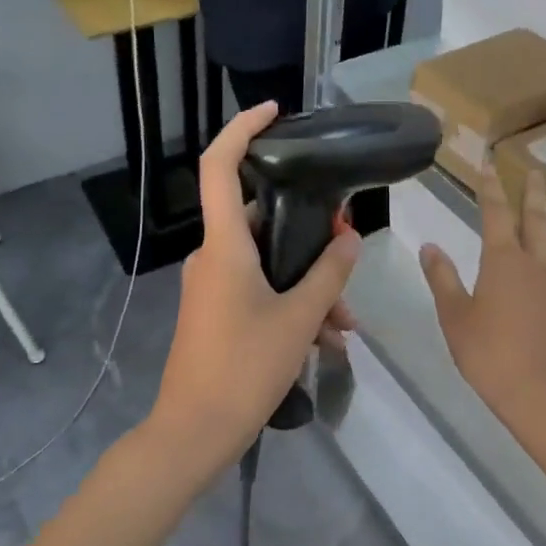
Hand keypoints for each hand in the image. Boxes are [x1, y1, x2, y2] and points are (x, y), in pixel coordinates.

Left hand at [145, 102, 362, 480]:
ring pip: (267, 262)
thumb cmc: (244, 368)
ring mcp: (212, 285)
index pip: (220, 165)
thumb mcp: (299, 320)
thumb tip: (351, 239)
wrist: (194, 433)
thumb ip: (328, 275)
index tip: (275, 112)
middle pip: (261, 218)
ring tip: (345, 324)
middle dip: (309, 233)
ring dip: (308, 283)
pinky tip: (326, 340)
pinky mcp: (216, 312)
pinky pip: (259, 290)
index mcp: (225, 245)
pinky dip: (291, 304)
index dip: (243, 128)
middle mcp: (213, 256)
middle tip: (347, 250)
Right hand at [420, 168, 545, 442]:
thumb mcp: (454, 317)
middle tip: (536, 172)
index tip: (490, 165)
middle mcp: (538, 264)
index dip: (491, 188)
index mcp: (502, 262)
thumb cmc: (489, 355)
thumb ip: (442, 278)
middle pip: (536, 221)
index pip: (495, 214)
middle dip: (533, 195)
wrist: (544, 394)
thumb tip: (429, 245)